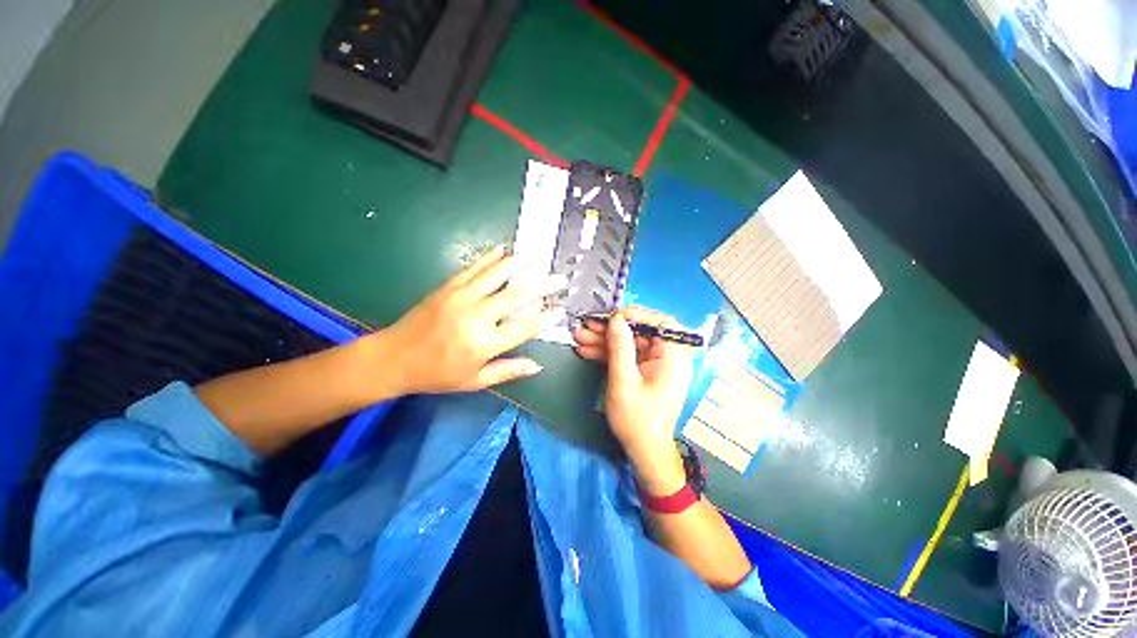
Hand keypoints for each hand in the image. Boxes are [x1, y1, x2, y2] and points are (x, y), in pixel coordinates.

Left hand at [369, 246, 565, 395]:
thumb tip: (538, 366)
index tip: (560, 309)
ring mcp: (461, 297)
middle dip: (542, 285)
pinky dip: (490, 258)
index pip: (525, 327)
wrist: (393, 358)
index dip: (545, 317)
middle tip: (560, 278)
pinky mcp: (448, 287)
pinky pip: (473, 268)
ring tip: (536, 258)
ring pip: (497, 275)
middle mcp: (476, 317)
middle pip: (517, 296)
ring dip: (519, 264)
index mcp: (484, 344)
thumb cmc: (437, 375)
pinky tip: (503, 250)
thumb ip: (508, 371)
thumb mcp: (475, 381)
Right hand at [573, 307, 694, 493]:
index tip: (611, 317)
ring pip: (630, 344)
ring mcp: (656, 364)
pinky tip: (587, 351)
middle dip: (611, 330)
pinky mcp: (645, 372)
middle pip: (639, 332)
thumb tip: (616, 319)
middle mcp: (668, 356)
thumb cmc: (637, 420)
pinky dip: (609, 354)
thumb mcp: (624, 382)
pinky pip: (628, 356)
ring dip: (605, 341)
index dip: (636, 315)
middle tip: (586, 326)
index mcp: (673, 357)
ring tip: (579, 337)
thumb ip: (620, 348)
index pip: (661, 322)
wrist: (644, 452)